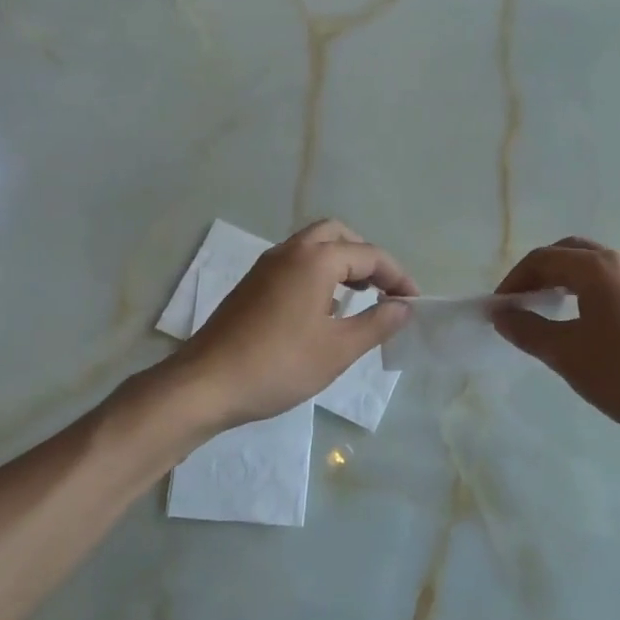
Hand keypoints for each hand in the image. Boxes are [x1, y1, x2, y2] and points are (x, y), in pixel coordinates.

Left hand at [168, 220, 417, 430]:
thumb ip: (376, 323)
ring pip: (313, 246)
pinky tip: (324, 309)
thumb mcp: (338, 350)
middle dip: (366, 257)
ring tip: (360, 298)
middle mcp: (290, 251)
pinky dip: (318, 273)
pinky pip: (295, 263)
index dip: (397, 276)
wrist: (207, 384)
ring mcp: (266, 266)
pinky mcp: (252, 284)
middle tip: (383, 289)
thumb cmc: (279, 365)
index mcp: (315, 260)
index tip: (413, 302)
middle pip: (338, 235)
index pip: (369, 254)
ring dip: (341, 262)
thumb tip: (404, 307)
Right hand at [493, 237, 619, 447]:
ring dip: (566, 282)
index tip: (498, 310)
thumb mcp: (568, 355)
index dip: (514, 280)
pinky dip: (590, 292)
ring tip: (550, 313)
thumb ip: (528, 330)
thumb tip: (501, 314)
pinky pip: (616, 283)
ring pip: (596, 267)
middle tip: (521, 304)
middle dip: (540, 273)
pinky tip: (588, 325)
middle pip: (571, 253)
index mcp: (599, 269)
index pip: (544, 258)